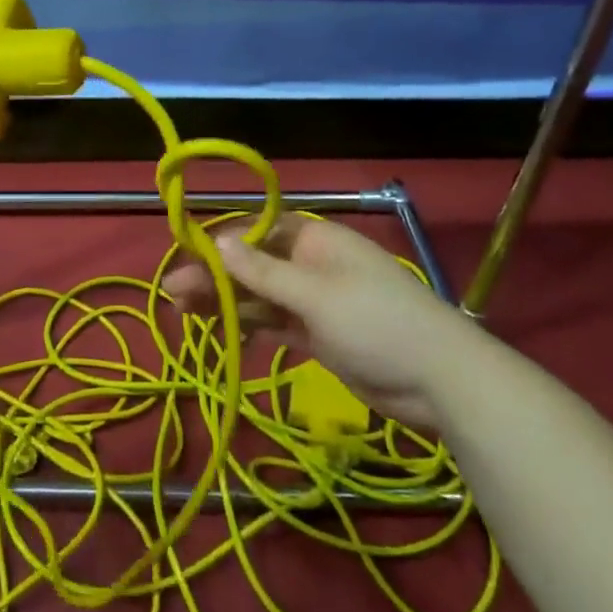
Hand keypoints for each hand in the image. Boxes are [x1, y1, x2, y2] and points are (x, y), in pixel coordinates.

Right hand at [164, 214, 476, 426]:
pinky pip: (275, 322)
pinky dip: (249, 325)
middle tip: (173, 292)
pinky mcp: (319, 334)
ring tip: (183, 311)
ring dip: (225, 301)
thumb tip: (218, 241)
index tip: (186, 255)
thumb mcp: (315, 295)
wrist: (440, 381)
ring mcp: (315, 301)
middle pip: (254, 264)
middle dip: (215, 275)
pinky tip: (220, 331)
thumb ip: (264, 272)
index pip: (259, 230)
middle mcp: (312, 265)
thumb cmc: (377, 323)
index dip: (222, 241)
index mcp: (316, 240)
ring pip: (260, 295)